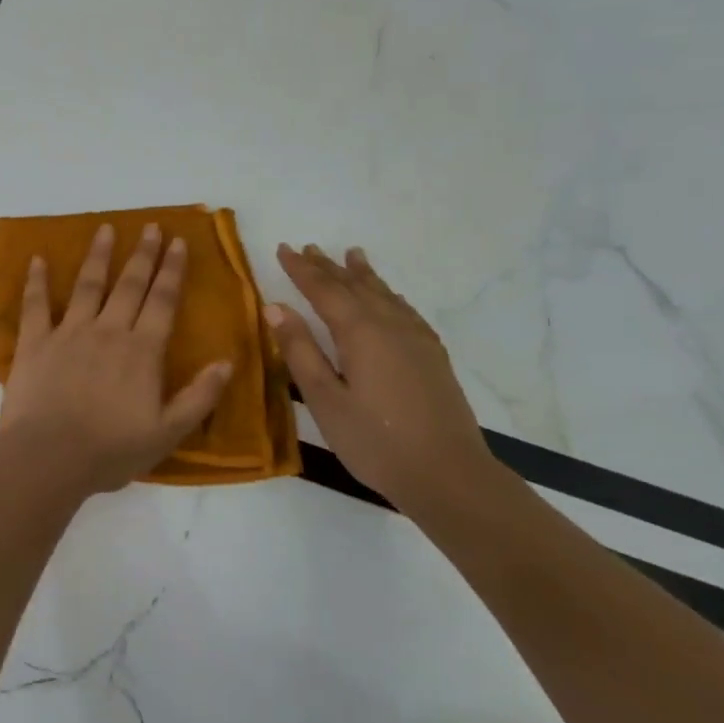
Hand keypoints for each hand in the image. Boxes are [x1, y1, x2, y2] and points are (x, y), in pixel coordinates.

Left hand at [0, 223, 234, 494]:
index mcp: (142, 351)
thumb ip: (199, 397)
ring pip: (87, 285)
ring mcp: (69, 333)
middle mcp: (108, 331)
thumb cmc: (111, 450)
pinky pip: (36, 305)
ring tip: (105, 228)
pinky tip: (37, 258)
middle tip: (151, 227)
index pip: (162, 301)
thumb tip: (227, 362)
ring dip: (98, 255)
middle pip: (130, 285)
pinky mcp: (35, 343)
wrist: (48, 458)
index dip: (172, 270)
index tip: (178, 242)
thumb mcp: (168, 433)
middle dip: (143, 254)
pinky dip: (36, 281)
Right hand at [266, 243, 492, 506]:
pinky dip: (388, 294)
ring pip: (384, 294)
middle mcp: (390, 325)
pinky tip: (389, 298)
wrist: (448, 474)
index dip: (301, 269)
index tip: (284, 248)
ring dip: (362, 274)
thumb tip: (276, 307)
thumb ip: (300, 351)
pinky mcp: (432, 355)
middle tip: (309, 248)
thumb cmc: (375, 441)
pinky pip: (405, 309)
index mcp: (360, 332)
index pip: (324, 290)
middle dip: (328, 267)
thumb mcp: (325, 400)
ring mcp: (416, 338)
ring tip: (351, 255)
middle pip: (354, 286)